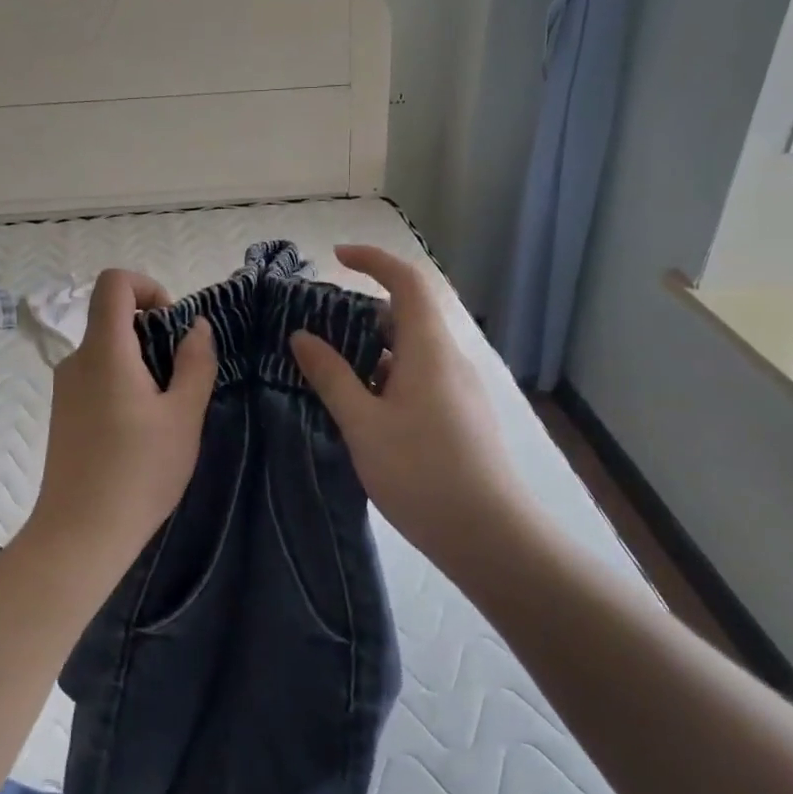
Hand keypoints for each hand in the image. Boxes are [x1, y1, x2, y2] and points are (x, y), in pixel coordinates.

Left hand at [31, 270, 216, 552]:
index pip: (113, 282)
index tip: (172, 323)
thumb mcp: (183, 416)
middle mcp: (76, 359)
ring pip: (106, 351)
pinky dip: (122, 383)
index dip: (147, 286)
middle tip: (180, 377)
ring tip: (165, 411)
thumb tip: (197, 327)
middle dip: (152, 332)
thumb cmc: (139, 471)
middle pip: (111, 317)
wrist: (80, 533)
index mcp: (104, 350)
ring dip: (140, 362)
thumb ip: (195, 363)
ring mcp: (65, 388)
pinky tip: (140, 431)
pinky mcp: (63, 414)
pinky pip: (96, 377)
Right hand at [290, 245, 530, 566]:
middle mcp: (449, 359)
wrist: (490, 536)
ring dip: (371, 350)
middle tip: (318, 327)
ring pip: (411, 350)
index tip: (336, 257)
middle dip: (361, 312)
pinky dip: (386, 375)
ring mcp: (459, 389)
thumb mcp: (362, 424)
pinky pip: (419, 377)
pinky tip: (361, 408)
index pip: (407, 282)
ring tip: (329, 369)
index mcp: (429, 349)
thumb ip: (331, 376)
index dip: (373, 260)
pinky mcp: (460, 415)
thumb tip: (302, 336)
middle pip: (407, 315)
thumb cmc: (421, 473)